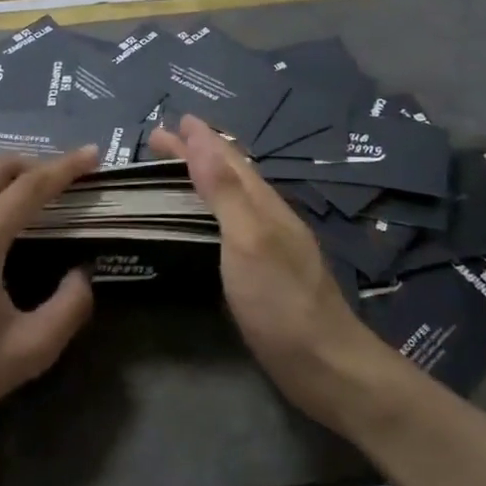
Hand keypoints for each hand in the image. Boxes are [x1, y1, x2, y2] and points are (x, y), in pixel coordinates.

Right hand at [148, 116, 395, 428]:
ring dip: (203, 178)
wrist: (324, 365)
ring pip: (231, 198)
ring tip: (179, 169)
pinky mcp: (263, 272)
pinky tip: (203, 222)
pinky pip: (230, 224)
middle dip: (196, 153)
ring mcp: (269, 245)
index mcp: (262, 204)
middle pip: (228, 174)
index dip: (200, 138)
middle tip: (160, 140)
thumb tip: (199, 139)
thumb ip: (224, 191)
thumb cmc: (281, 300)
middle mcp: (267, 217)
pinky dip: (210, 210)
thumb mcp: (248, 239)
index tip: (173, 120)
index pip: (226, 159)